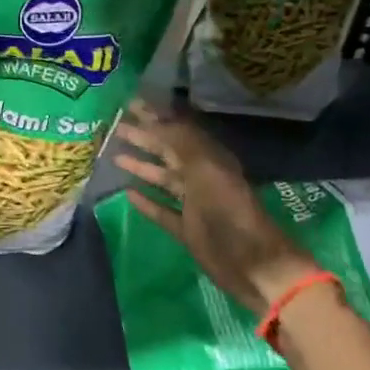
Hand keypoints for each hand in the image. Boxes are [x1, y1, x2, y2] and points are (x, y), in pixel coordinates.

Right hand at [111, 100, 322, 317]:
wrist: (254, 265)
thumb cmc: (230, 213)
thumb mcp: (206, 169)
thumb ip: (181, 142)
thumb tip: (154, 118)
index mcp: (209, 160)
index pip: (177, 130)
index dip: (155, 116)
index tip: (130, 103)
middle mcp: (201, 178)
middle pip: (168, 153)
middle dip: (144, 138)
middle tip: (116, 126)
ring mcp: (194, 205)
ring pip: (163, 180)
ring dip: (142, 167)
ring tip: (115, 156)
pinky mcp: (188, 230)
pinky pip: (163, 210)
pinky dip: (147, 202)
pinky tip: (128, 194)